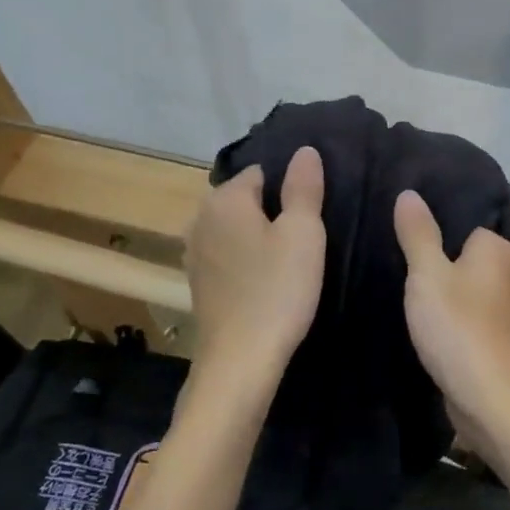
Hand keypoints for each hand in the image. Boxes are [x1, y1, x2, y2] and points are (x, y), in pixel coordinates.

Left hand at [185, 147, 326, 396]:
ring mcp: (195, 252)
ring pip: (236, 228)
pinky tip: (268, 278)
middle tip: (309, 233)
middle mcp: (201, 218)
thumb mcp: (303, 233)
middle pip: (245, 199)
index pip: (262, 171)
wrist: (241, 359)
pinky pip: (228, 254)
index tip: (314, 209)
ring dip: (259, 235)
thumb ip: (303, 188)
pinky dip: (247, 258)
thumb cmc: (278, 289)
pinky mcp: (199, 282)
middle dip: (273, 209)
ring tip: (292, 255)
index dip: (291, 186)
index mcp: (225, 199)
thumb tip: (304, 150)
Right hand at [393, 189, 509, 428]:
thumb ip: (418, 234)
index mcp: (496, 249)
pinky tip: (426, 330)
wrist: (491, 399)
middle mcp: (508, 273)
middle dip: (436, 267)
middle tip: (398, 272)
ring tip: (406, 300)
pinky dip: (449, 323)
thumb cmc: (458, 327)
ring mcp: (504, 310)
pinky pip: (466, 318)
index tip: (404, 243)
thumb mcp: (428, 274)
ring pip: (464, 291)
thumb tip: (409, 193)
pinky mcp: (496, 340)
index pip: (462, 225)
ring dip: (441, 298)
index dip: (434, 234)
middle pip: (462, 259)